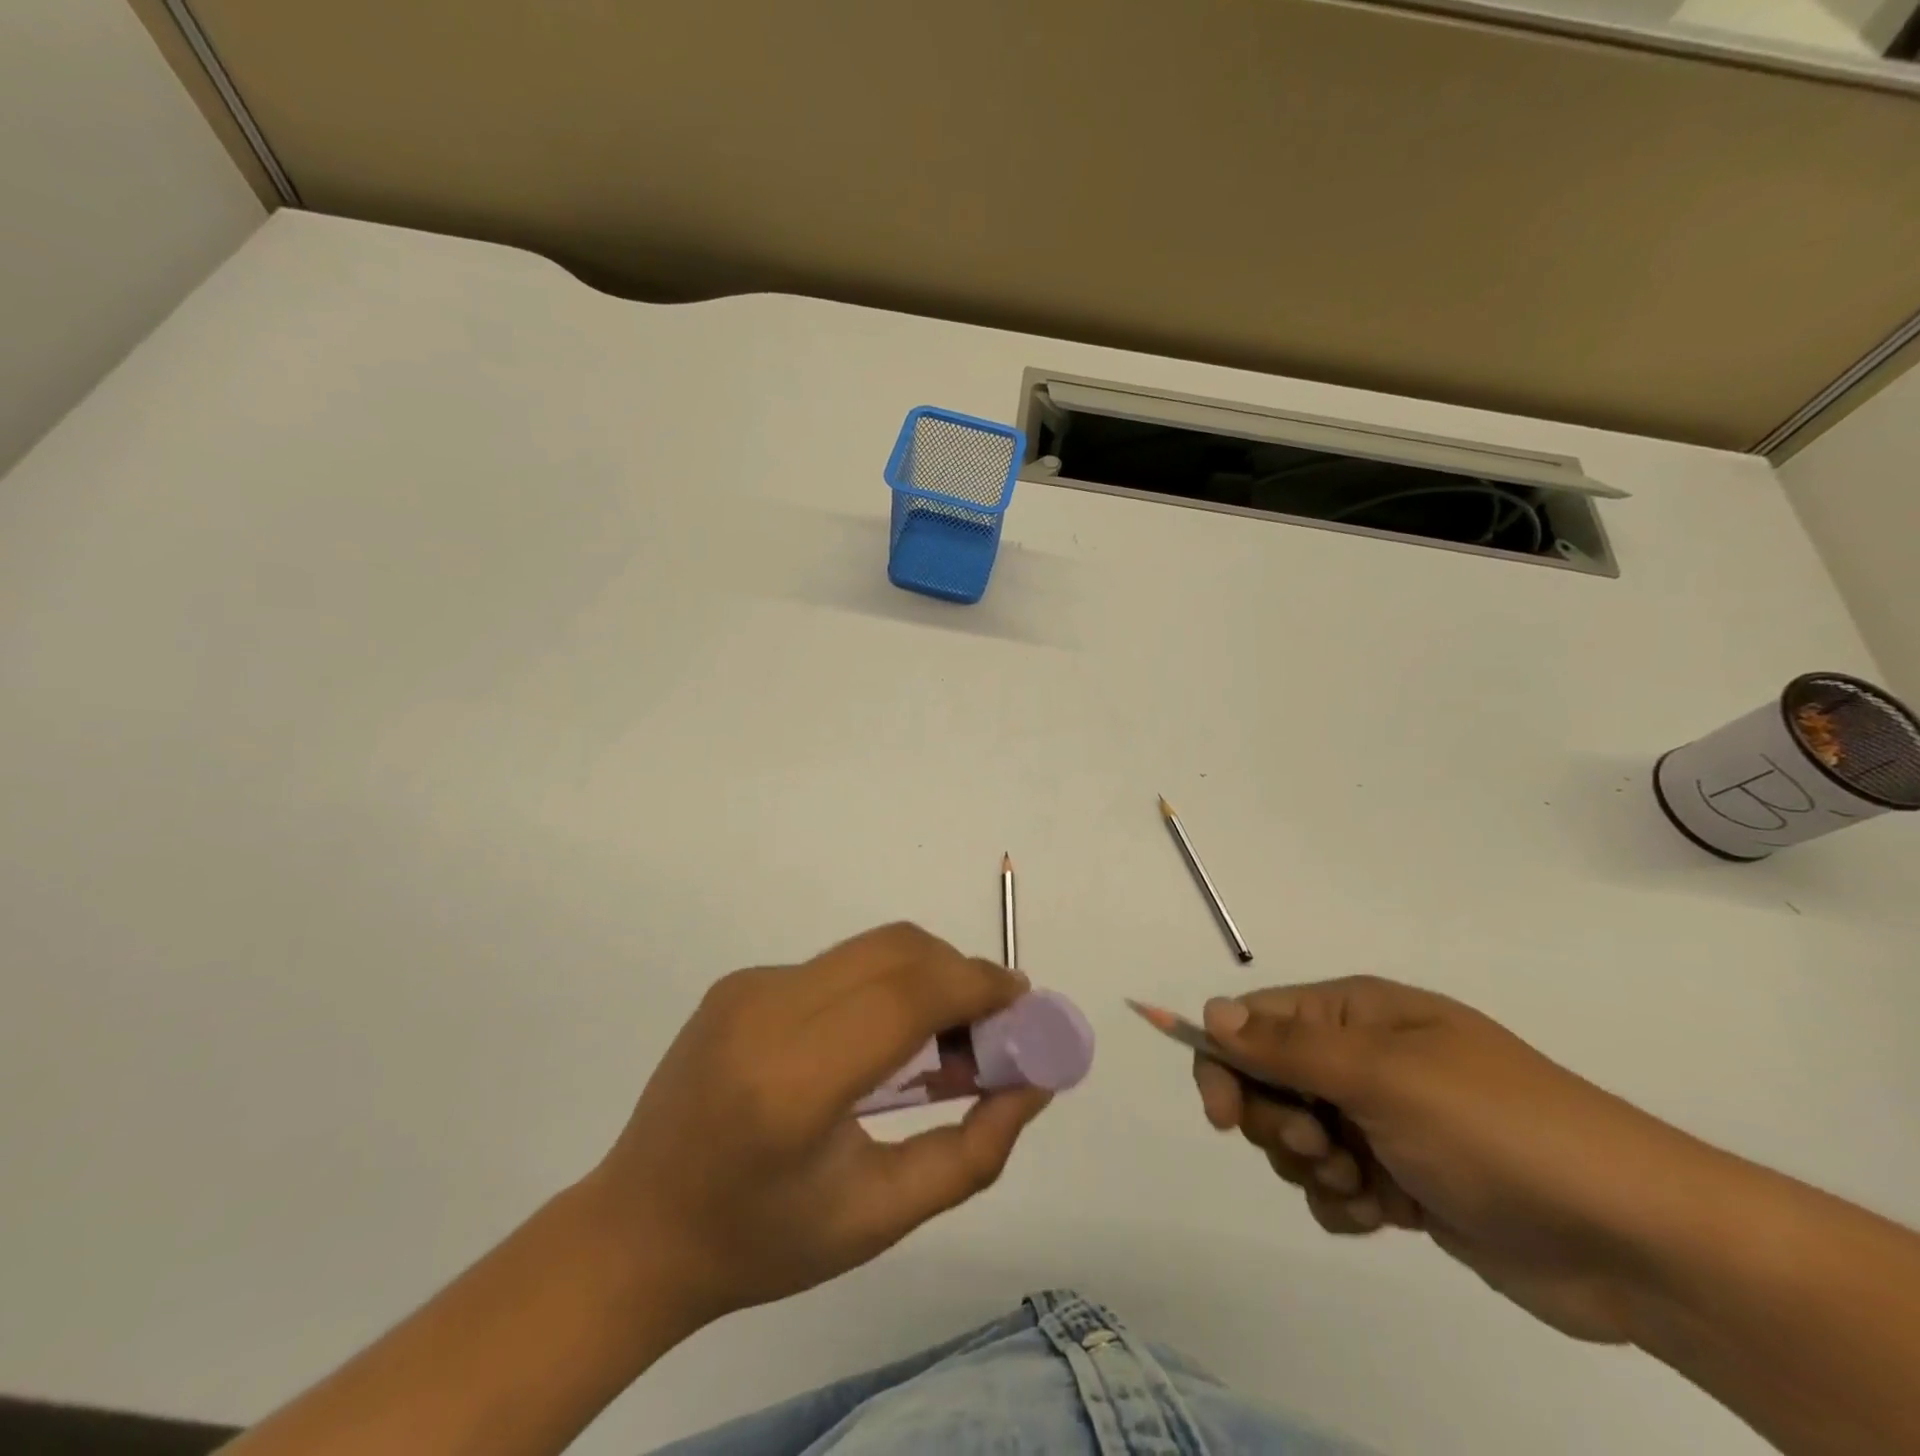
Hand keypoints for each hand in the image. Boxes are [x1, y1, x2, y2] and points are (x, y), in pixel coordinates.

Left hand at [587, 923, 1049, 1324]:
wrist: (638, 1229)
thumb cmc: (762, 1242)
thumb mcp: (879, 1217)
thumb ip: (971, 1151)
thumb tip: (1035, 1082)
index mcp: (792, 1084)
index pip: (905, 998)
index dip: (976, 986)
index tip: (1022, 1004)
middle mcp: (765, 1013)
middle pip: (893, 952)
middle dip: (959, 974)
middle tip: (991, 1026)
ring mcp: (747, 988)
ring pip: (868, 950)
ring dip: (924, 976)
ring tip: (943, 1038)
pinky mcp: (740, 980)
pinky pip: (837, 966)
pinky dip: (881, 986)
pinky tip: (879, 1042)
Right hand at [1192, 977, 1696, 1342]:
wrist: (1633, 1240)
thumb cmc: (1498, 1130)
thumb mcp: (1385, 1077)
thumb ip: (1289, 1046)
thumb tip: (1211, 1011)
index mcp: (1356, 1014)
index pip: (1255, 1021)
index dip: (1226, 1061)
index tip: (1224, 1116)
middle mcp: (1362, 1058)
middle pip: (1268, 1082)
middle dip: (1282, 1124)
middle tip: (1326, 1148)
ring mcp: (1383, 1120)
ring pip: (1297, 1139)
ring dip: (1316, 1169)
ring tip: (1368, 1186)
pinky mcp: (1402, 1179)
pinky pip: (1333, 1187)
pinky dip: (1345, 1205)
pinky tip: (1384, 1216)